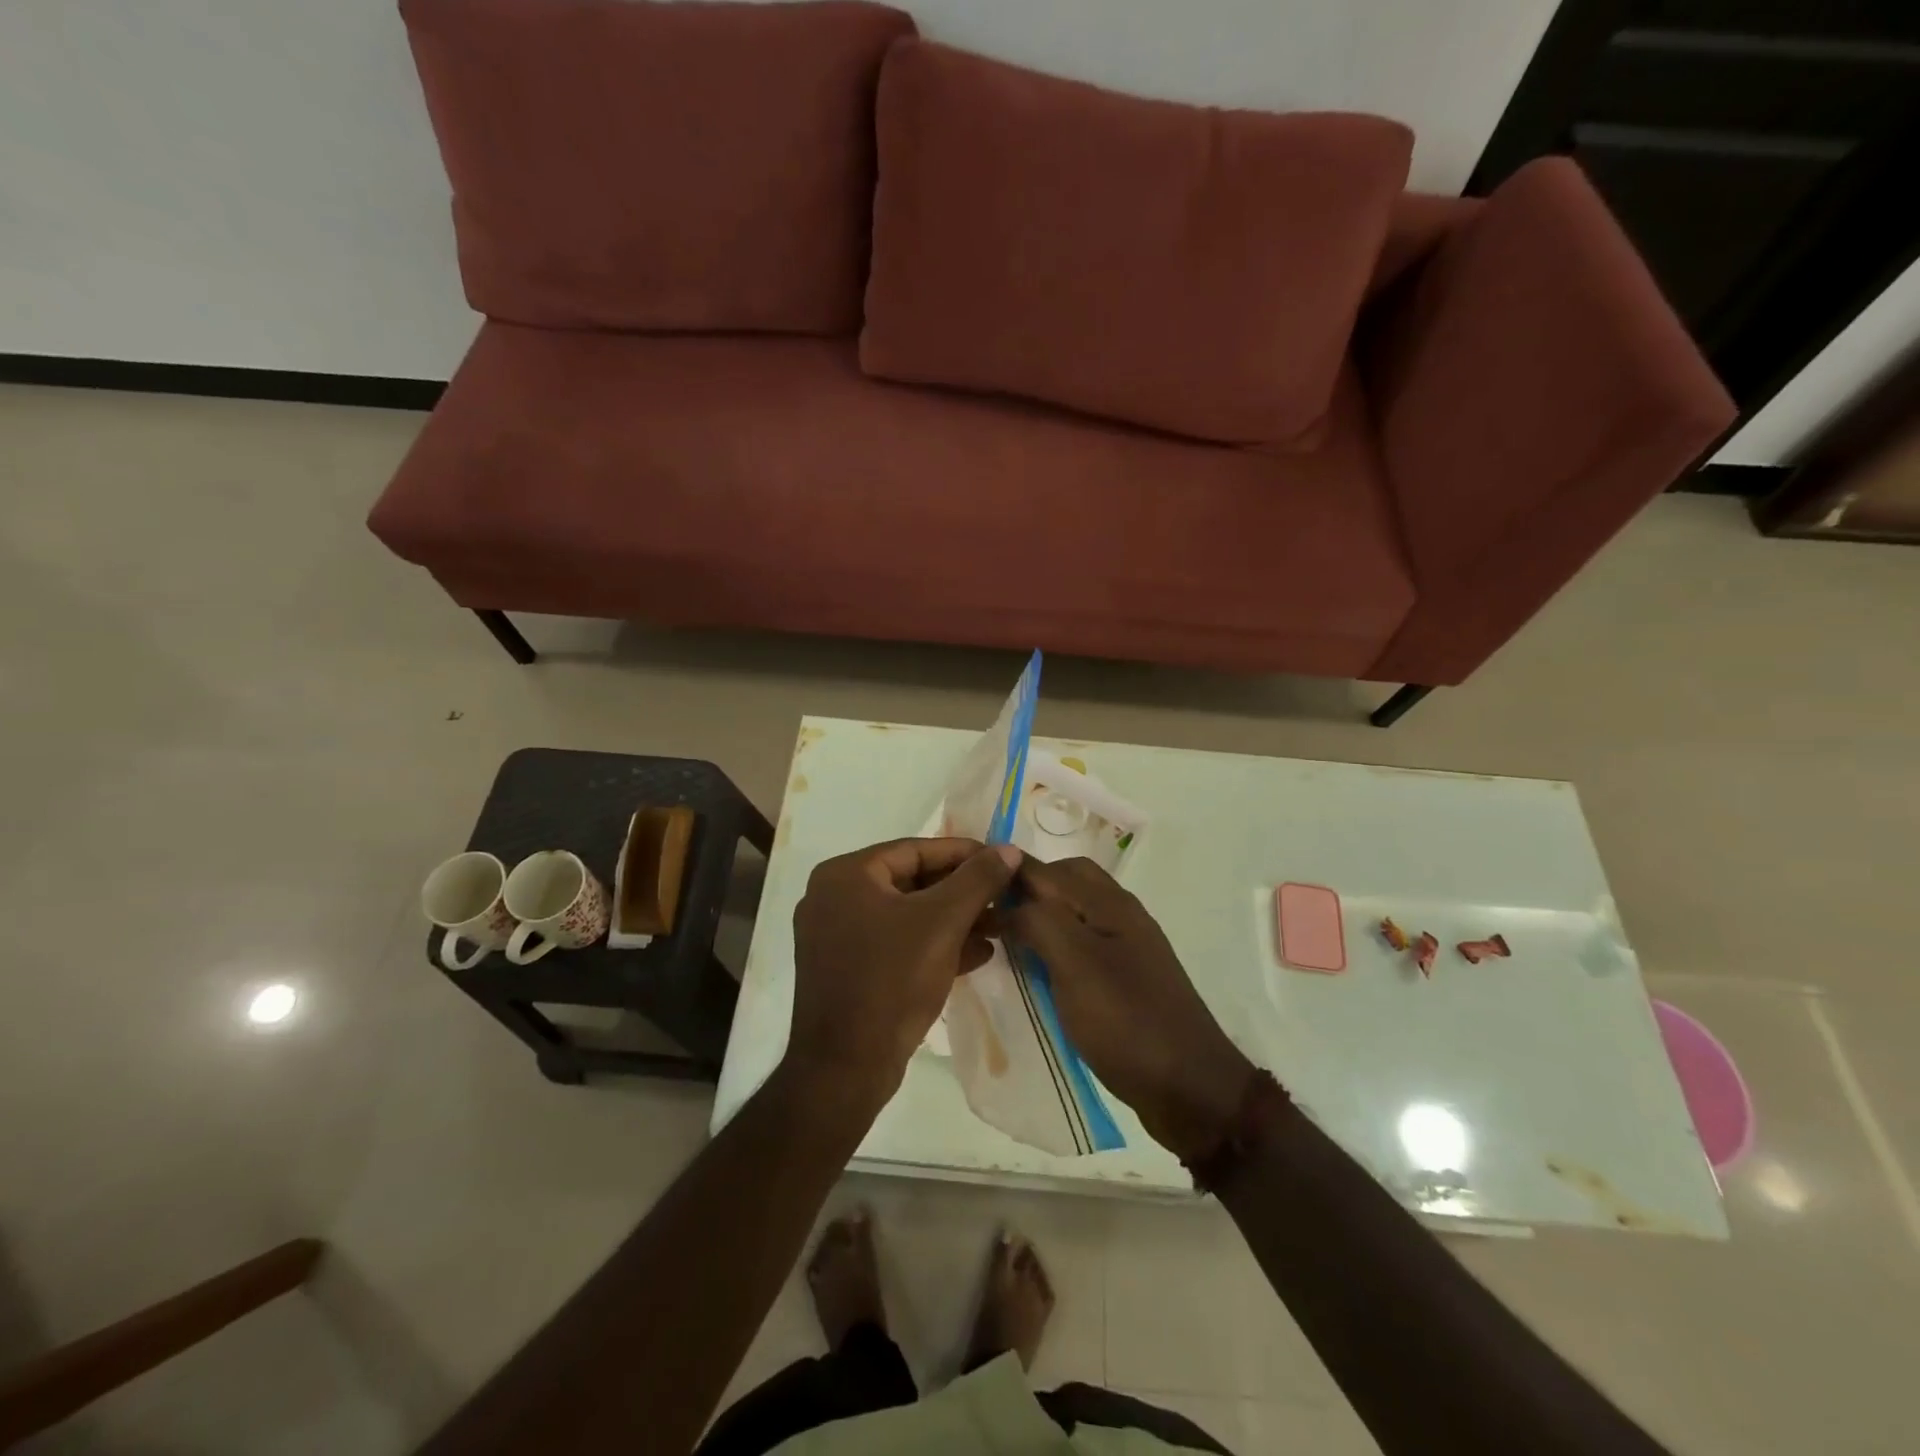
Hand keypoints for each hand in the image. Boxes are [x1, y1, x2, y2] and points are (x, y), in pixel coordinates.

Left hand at [788, 837, 1020, 1107]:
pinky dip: (933, 944)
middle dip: (962, 892)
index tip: (1003, 861)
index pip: (915, 850)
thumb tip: (1008, 849)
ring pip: (907, 915)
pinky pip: (896, 943)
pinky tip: (977, 955)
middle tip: (1004, 897)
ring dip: (954, 920)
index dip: (964, 854)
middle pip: (912, 882)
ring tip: (999, 927)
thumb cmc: (892, 980)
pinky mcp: (847, 969)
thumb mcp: (942, 923)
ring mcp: (836, 936)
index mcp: (846, 875)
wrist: (846, 1068)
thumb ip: (977, 880)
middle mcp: (834, 897)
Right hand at [1005, 857, 1255, 1161]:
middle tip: (989, 916)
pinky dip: (1055, 947)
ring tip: (1005, 943)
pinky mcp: (1126, 978)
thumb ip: (1039, 922)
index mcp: (1109, 903)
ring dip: (1040, 918)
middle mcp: (1120, 914)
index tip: (965, 889)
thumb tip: (1007, 902)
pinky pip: (1082, 944)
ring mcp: (1126, 947)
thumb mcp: (1075, 966)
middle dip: (1026, 890)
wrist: (1190, 1088)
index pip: (1046, 869)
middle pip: (1065, 882)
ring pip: (1073, 913)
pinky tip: (1037, 972)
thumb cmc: (1127, 1022)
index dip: (1006, 872)